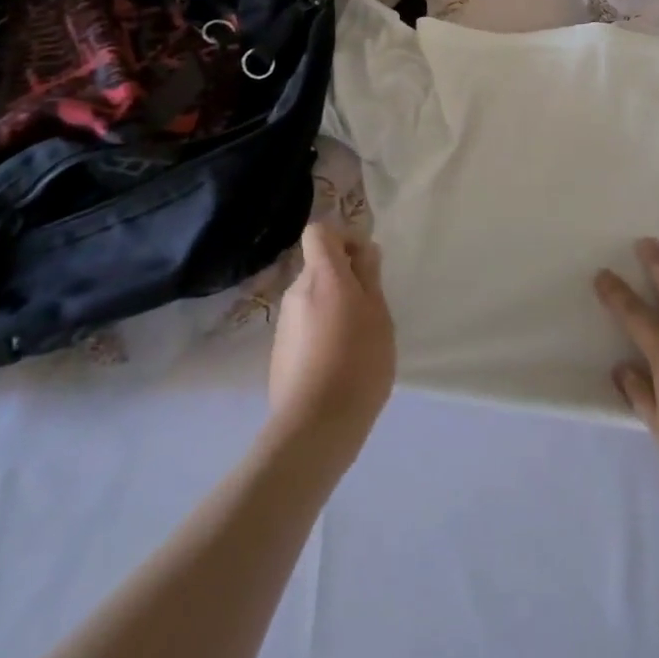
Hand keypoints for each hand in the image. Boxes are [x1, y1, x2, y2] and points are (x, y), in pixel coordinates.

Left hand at [268, 224, 395, 456]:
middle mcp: (297, 292)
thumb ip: (370, 278)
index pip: (320, 232)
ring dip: (334, 307)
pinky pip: (305, 326)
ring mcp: (285, 324)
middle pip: (318, 268)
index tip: (365, 262)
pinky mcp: (280, 352)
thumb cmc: (359, 361)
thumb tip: (364, 251)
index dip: (343, 239)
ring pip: (312, 299)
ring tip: (359, 340)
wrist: (316, 425)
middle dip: (344, 279)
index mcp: (323, 277)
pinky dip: (322, 332)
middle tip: (372, 309)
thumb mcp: (378, 315)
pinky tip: (339, 363)